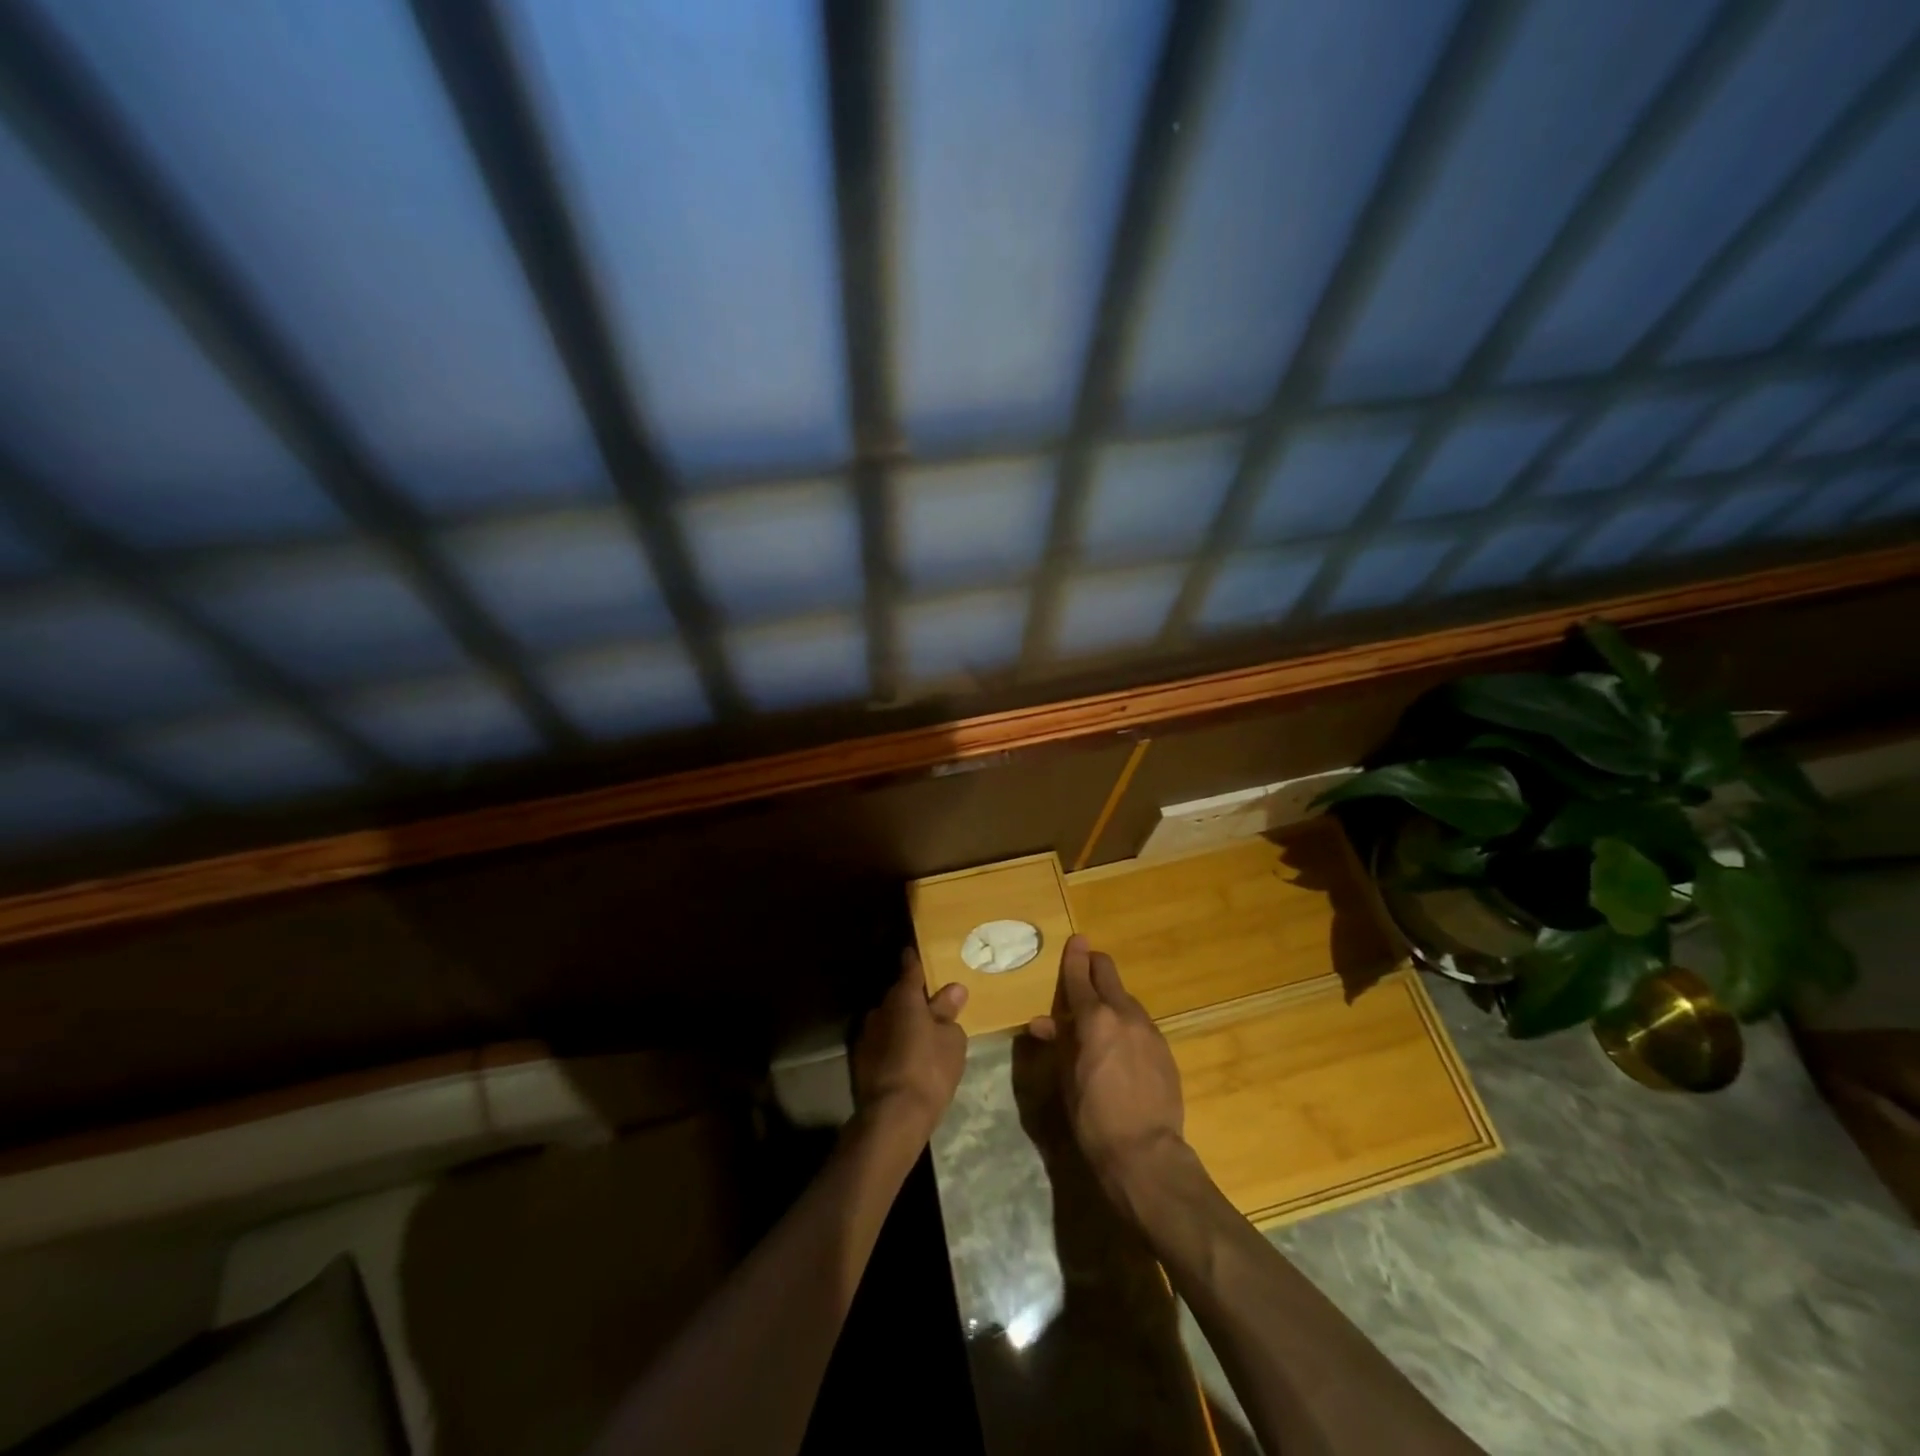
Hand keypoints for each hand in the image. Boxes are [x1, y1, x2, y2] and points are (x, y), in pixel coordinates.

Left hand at [851, 950, 968, 1140]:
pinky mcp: (860, 1060)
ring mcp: (866, 1035)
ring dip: (901, 1023)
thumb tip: (953, 989)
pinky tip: (907, 1057)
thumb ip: (949, 1012)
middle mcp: (880, 1009)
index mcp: (903, 998)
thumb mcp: (952, 1040)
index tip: (914, 952)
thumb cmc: (929, 1070)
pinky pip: (882, 1041)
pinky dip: (893, 1043)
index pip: (909, 969)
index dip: (914, 961)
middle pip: (898, 996)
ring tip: (921, 1035)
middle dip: (912, 998)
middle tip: (931, 1005)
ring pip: (888, 1020)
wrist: (892, 1116)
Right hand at [1027, 935, 1186, 1211]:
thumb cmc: (1093, 1118)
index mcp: (1094, 1019)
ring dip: (1111, 998)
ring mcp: (1149, 1030)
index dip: (1075, 957)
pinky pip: (1141, 1023)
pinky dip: (1127, 1022)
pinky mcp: (1165, 1049)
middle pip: (1109, 975)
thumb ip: (1058, 1044)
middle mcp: (1124, 1014)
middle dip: (1095, 967)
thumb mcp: (1066, 1080)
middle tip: (1085, 968)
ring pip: (1126, 998)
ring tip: (1100, 1017)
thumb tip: (1043, 1023)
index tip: (1077, 939)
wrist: (1146, 1153)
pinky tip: (1122, 1043)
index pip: (1080, 976)